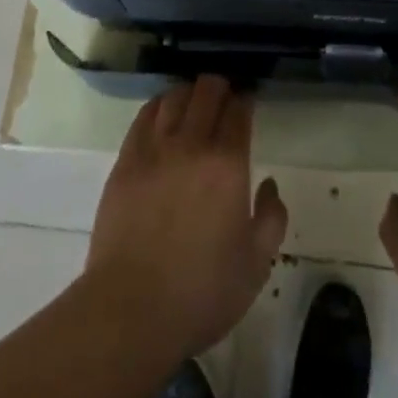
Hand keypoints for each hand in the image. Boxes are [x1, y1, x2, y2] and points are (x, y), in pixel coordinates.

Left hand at [84, 76, 288, 359]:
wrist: (130, 310)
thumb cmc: (200, 292)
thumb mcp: (255, 265)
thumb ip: (271, 218)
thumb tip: (268, 185)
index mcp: (228, 164)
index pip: (239, 111)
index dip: (246, 101)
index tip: (248, 103)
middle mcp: (192, 144)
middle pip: (206, 92)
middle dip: (219, 87)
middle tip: (224, 98)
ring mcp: (154, 150)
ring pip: (174, 97)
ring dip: (189, 93)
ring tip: (194, 102)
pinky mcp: (125, 161)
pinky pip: (144, 116)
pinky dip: (158, 105)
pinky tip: (163, 112)